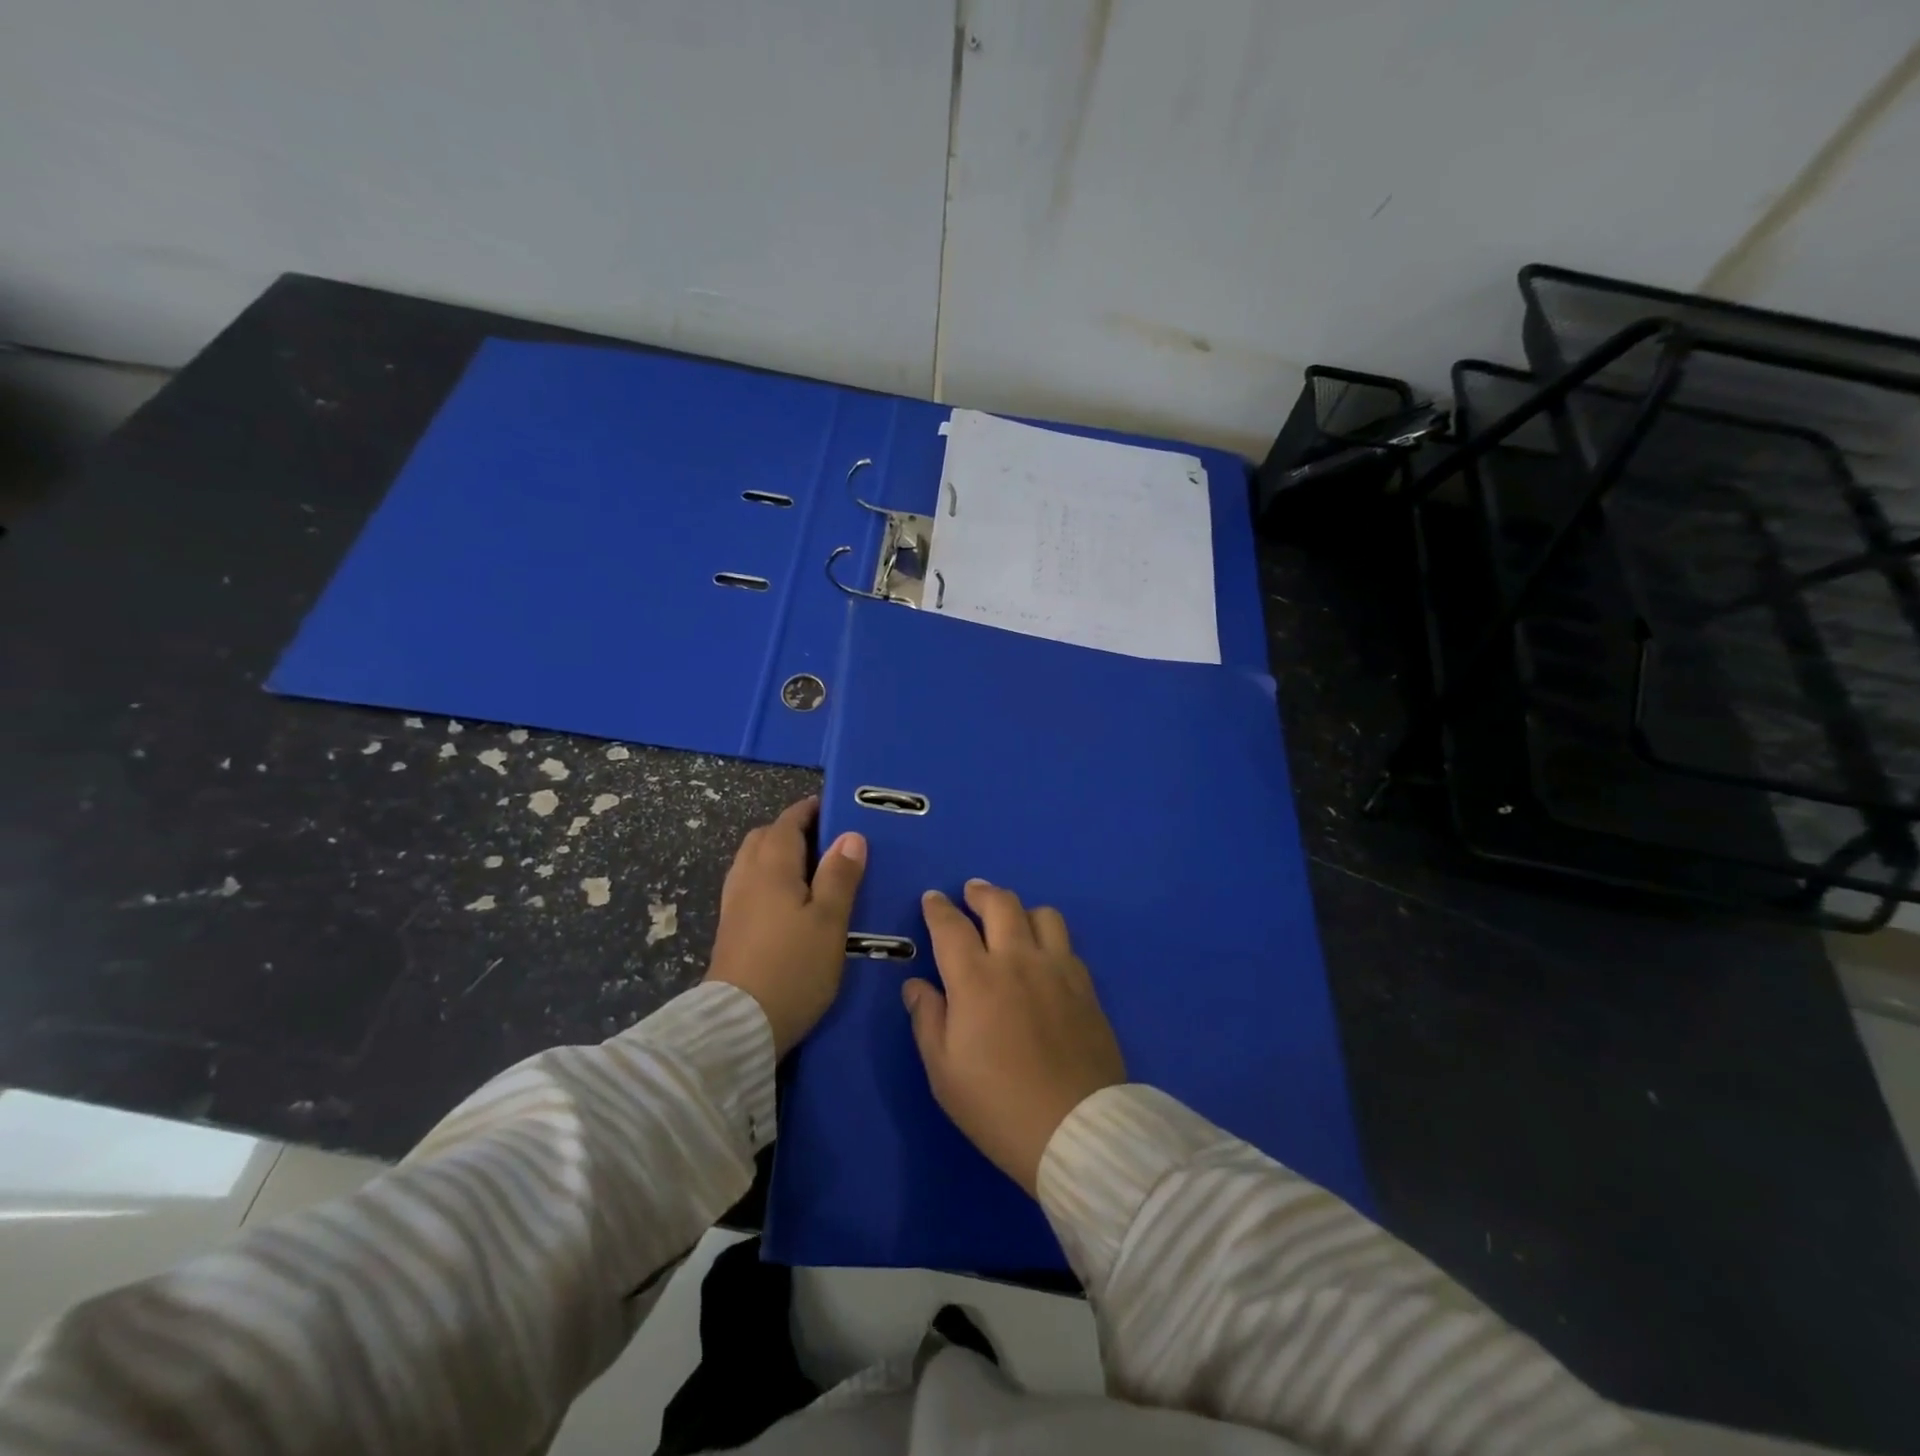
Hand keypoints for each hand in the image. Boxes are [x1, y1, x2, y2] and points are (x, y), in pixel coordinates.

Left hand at [705, 796, 865, 1056]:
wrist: (738, 1025)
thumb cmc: (793, 967)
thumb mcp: (829, 921)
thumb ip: (839, 876)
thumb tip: (851, 836)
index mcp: (772, 867)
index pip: (788, 823)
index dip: (809, 811)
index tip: (833, 807)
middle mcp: (746, 876)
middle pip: (764, 837)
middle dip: (791, 829)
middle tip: (826, 839)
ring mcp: (733, 903)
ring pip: (753, 861)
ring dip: (777, 853)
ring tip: (810, 867)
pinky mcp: (730, 928)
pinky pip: (749, 884)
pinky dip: (768, 877)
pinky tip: (788, 900)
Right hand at [904, 881, 1125, 1195]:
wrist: (1075, 1129)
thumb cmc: (997, 1105)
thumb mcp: (944, 1071)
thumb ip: (927, 1019)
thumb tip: (916, 985)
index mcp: (976, 978)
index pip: (951, 926)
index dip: (938, 908)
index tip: (932, 898)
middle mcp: (1017, 960)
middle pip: (1000, 904)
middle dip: (980, 892)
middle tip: (971, 892)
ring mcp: (1057, 969)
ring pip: (1041, 914)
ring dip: (1020, 909)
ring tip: (1011, 920)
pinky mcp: (1085, 986)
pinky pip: (1067, 944)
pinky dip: (1049, 937)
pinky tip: (1043, 955)